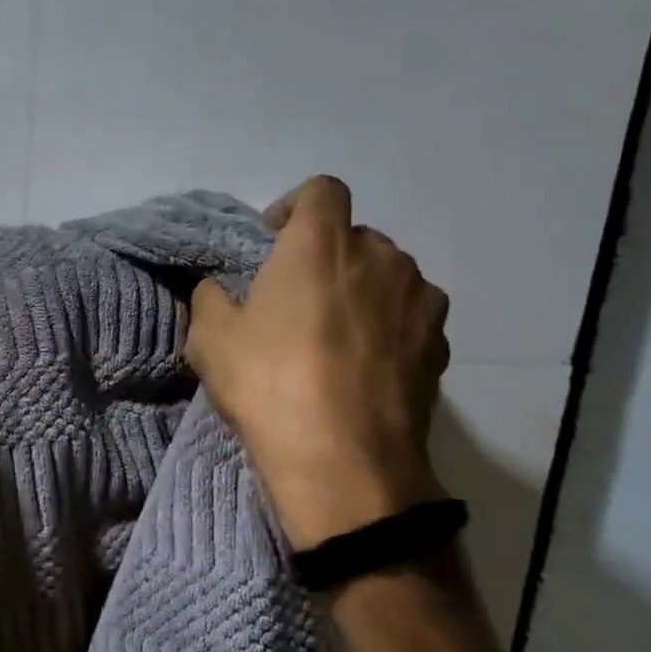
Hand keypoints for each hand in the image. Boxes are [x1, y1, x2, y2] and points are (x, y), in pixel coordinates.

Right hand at [186, 176, 449, 549]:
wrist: (344, 461)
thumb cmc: (269, 384)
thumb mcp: (209, 339)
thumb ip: (210, 296)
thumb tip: (220, 288)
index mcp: (320, 244)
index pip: (321, 190)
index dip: (294, 207)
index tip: (272, 241)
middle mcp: (380, 256)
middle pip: (354, 235)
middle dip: (324, 254)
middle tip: (295, 296)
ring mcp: (419, 299)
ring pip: (387, 274)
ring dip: (359, 288)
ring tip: (333, 332)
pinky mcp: (440, 343)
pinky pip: (409, 314)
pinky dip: (387, 324)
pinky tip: (364, 363)